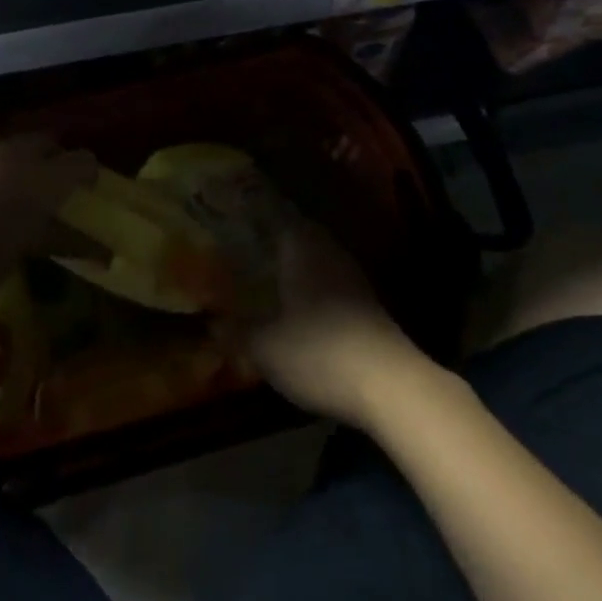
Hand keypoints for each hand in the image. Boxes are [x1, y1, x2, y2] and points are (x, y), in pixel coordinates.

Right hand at [244, 219, 428, 429]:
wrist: (389, 385)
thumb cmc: (318, 352)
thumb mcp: (265, 347)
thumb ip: (236, 331)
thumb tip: (212, 323)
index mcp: (301, 248)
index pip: (276, 216)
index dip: (254, 214)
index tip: (233, 215)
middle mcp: (329, 252)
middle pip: (299, 234)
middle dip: (275, 240)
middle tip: (247, 248)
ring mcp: (353, 278)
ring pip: (318, 258)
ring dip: (297, 265)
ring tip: (269, 277)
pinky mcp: (369, 305)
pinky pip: (333, 283)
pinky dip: (314, 288)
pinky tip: (301, 307)